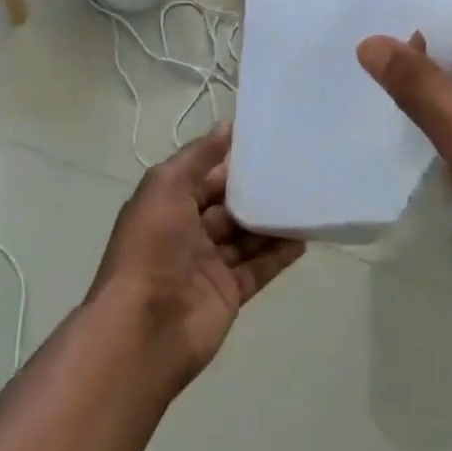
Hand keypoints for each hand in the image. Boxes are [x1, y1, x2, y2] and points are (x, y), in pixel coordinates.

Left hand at [89, 125, 304, 389]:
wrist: (145, 326)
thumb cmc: (152, 247)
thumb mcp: (167, 186)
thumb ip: (198, 156)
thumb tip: (227, 124)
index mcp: (166, 205)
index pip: (203, 177)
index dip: (228, 161)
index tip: (265, 142)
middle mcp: (186, 233)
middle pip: (227, 206)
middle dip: (254, 190)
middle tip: (294, 169)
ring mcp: (209, 265)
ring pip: (246, 236)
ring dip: (271, 220)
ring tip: (306, 199)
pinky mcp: (229, 293)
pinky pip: (259, 268)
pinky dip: (279, 254)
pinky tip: (304, 237)